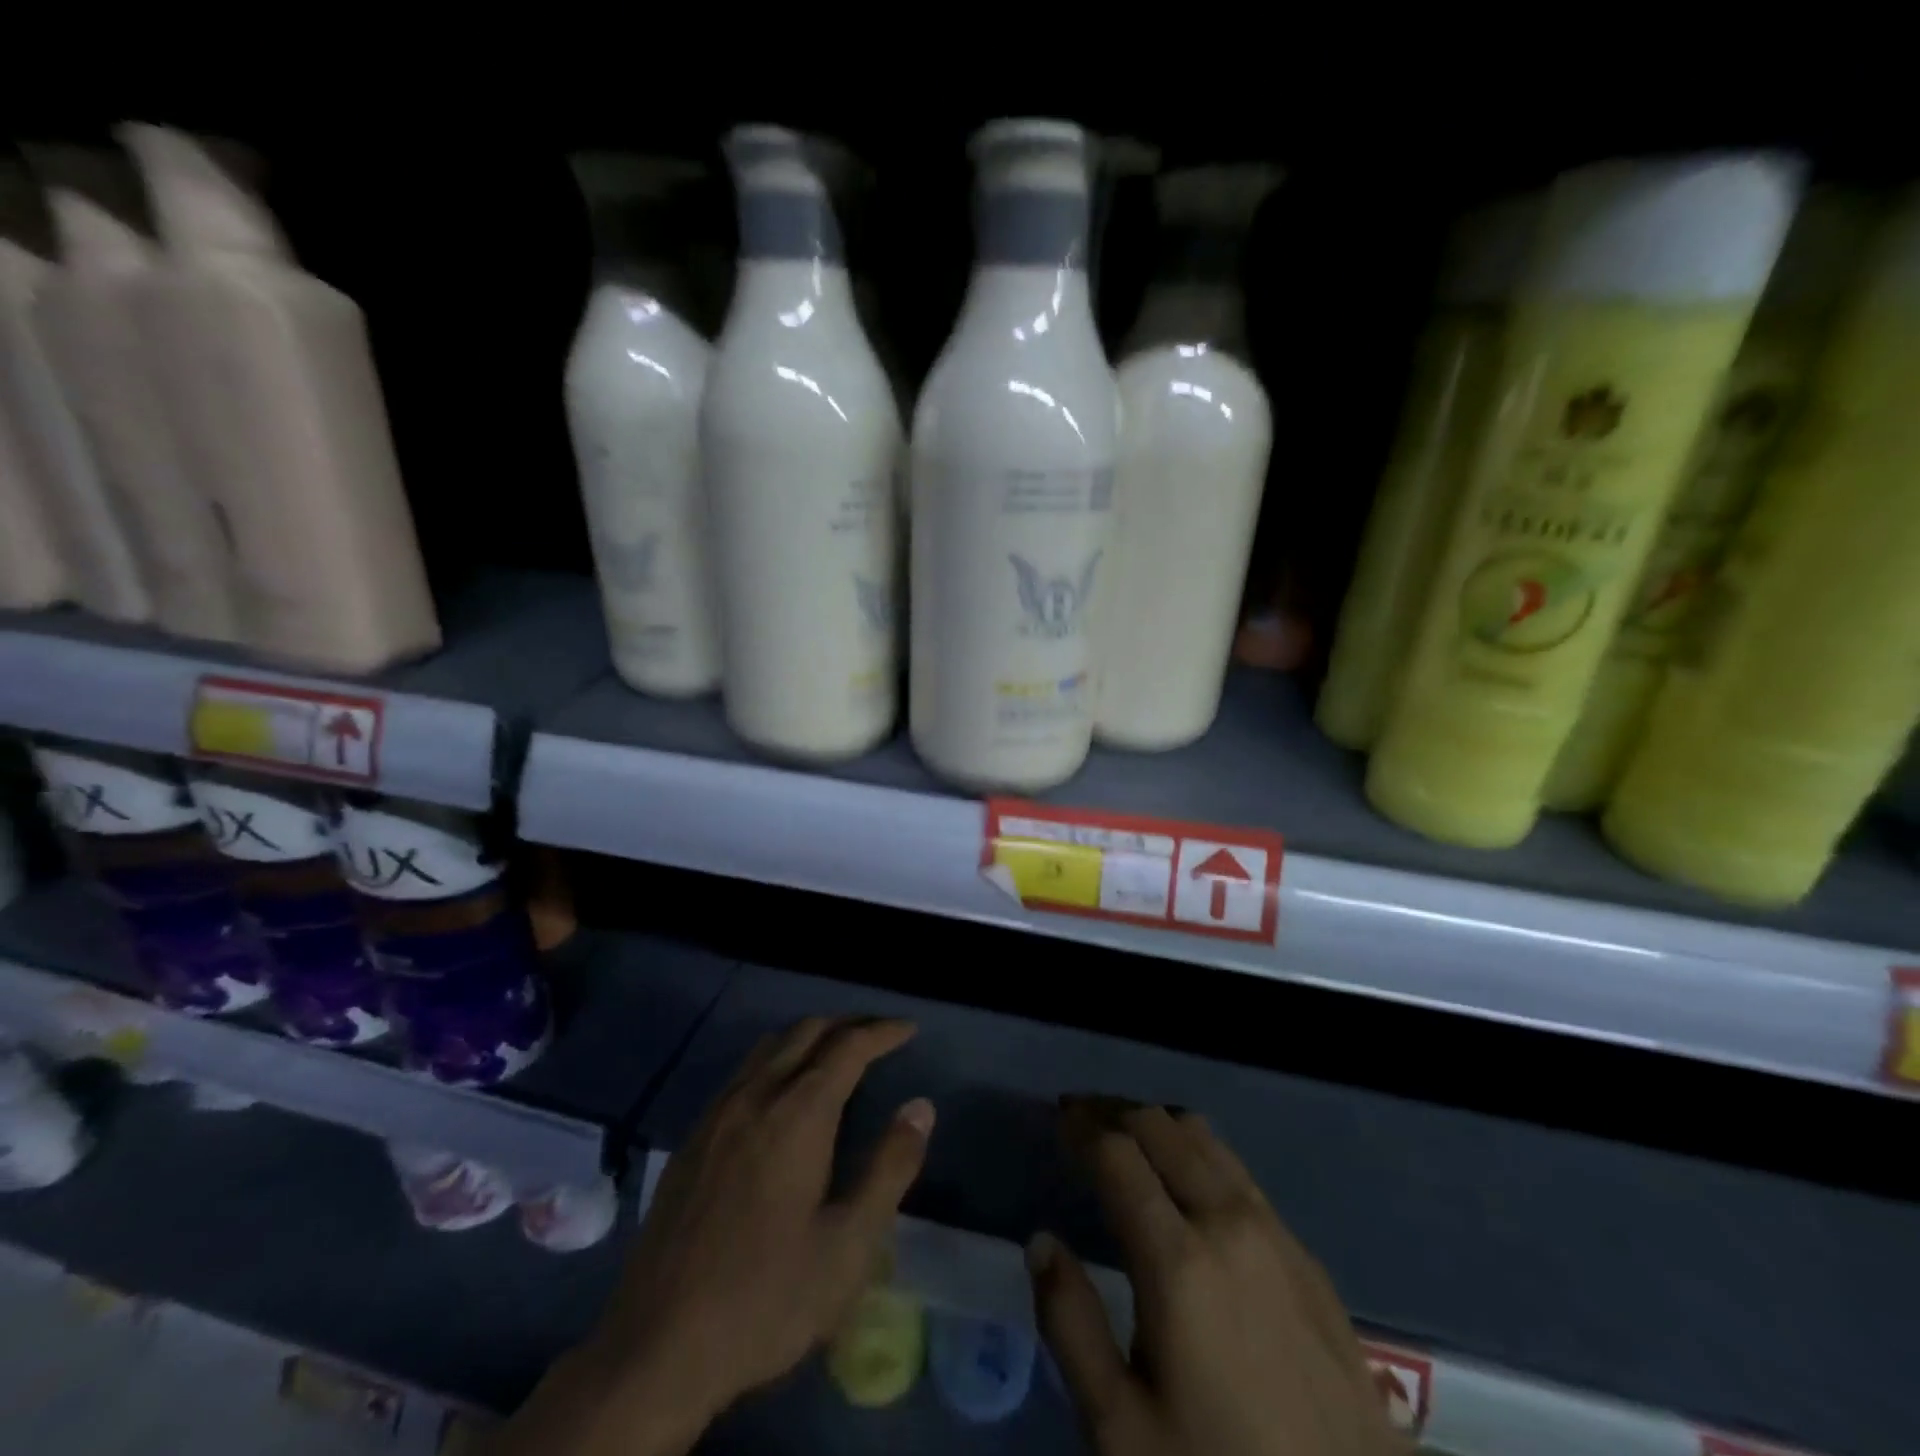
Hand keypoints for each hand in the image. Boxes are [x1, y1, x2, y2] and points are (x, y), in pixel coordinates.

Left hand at [494, 1017, 932, 1455]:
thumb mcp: (848, 1245)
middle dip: (848, 1024)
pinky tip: (782, 1096)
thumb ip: (890, 1168)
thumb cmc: (767, 1299)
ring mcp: (716, 1115)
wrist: (656, 1351)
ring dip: (809, 1037)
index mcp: (798, 1114)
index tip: (909, 1029)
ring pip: (769, 1047)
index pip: (848, 1047)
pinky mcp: (691, 1140)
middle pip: (806, 1031)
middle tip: (880, 1036)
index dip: (883, 1032)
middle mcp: (756, 1096)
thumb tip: (921, 1107)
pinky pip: (742, 1074)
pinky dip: (776, 1060)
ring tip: (837, 1055)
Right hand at [1030, 1099, 1405, 1455]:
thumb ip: (1071, 1325)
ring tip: (1126, 1141)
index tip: (1058, 1119)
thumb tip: (1041, 1241)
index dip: (1081, 1125)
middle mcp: (1228, 1222)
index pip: (1117, 1152)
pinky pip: (1238, 1170)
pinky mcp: (1305, 1254)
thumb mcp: (1121, 1429)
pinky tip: (1186, 1186)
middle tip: (1082, 1121)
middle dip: (1114, 1112)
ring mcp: (1275, 1232)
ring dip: (1157, 1125)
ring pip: (1204, 1137)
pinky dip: (1197, 1153)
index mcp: (1178, 1259)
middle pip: (1160, 1126)